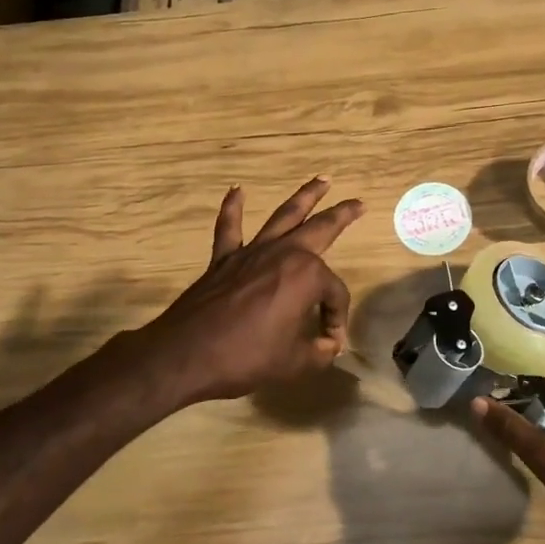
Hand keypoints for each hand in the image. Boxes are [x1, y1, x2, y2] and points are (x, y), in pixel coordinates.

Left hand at [122, 178, 363, 406]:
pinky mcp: (224, 259)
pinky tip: (237, 190)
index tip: (329, 343)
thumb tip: (328, 345)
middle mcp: (284, 254)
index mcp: (307, 276)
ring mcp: (252, 252)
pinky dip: (233, 208)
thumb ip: (319, 351)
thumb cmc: (246, 358)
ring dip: (305, 196)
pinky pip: (229, 227)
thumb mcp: (295, 363)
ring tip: (322, 179)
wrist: (186, 356)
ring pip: (284, 216)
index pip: (334, 294)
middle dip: (342, 215)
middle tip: (358, 203)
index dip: (336, 319)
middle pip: (320, 229)